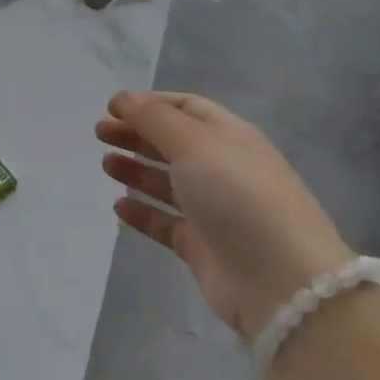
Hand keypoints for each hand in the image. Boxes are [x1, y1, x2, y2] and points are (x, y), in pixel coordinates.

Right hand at [98, 91, 352, 340]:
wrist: (280, 280)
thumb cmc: (237, 196)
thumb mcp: (194, 145)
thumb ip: (154, 119)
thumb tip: (124, 99)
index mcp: (230, 137)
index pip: (187, 108)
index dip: (150, 104)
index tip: (112, 108)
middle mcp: (223, 169)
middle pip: (174, 144)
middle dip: (137, 134)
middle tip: (100, 134)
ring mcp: (214, 210)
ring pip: (168, 183)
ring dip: (136, 170)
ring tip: (106, 165)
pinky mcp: (202, 247)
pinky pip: (166, 222)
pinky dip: (143, 212)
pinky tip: (119, 207)